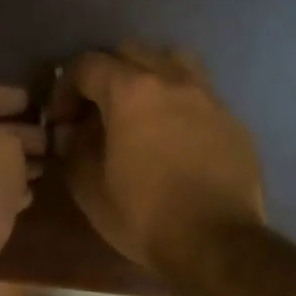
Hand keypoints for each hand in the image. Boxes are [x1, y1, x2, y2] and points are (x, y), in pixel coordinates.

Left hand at [0, 85, 45, 295]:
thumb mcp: (0, 148)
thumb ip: (15, 135)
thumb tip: (23, 141)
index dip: (5, 96)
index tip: (36, 100)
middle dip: (14, 134)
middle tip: (49, 136)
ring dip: (12, 167)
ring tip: (46, 165)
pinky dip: (4, 196)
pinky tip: (29, 197)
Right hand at [49, 45, 264, 274]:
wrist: (215, 242)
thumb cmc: (143, 216)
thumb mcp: (90, 189)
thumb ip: (74, 150)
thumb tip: (72, 132)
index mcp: (132, 93)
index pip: (87, 65)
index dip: (65, 89)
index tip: (61, 121)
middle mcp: (173, 81)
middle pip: (132, 52)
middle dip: (106, 75)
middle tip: (96, 112)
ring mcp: (209, 98)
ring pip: (173, 62)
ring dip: (149, 76)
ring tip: (140, 112)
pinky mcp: (233, 121)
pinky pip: (200, 96)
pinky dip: (179, 105)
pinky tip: (175, 139)